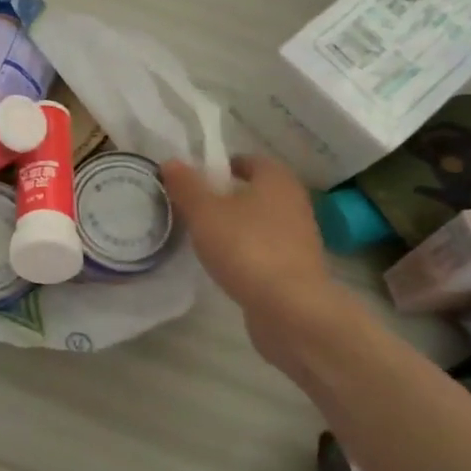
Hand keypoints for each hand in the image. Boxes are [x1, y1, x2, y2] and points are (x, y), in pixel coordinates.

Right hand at [163, 154, 354, 362]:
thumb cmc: (246, 248)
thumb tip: (171, 162)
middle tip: (194, 208)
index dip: (221, 166)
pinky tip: (224, 265)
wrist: (291, 310)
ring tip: (204, 238)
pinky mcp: (297, 269)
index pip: (249, 161)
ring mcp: (299, 238)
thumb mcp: (204, 212)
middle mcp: (294, 203)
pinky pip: (265, 249)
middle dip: (226, 197)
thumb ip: (186, 185)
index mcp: (276, 180)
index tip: (196, 181)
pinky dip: (246, 252)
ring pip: (260, 222)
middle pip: (255, 191)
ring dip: (236, 226)